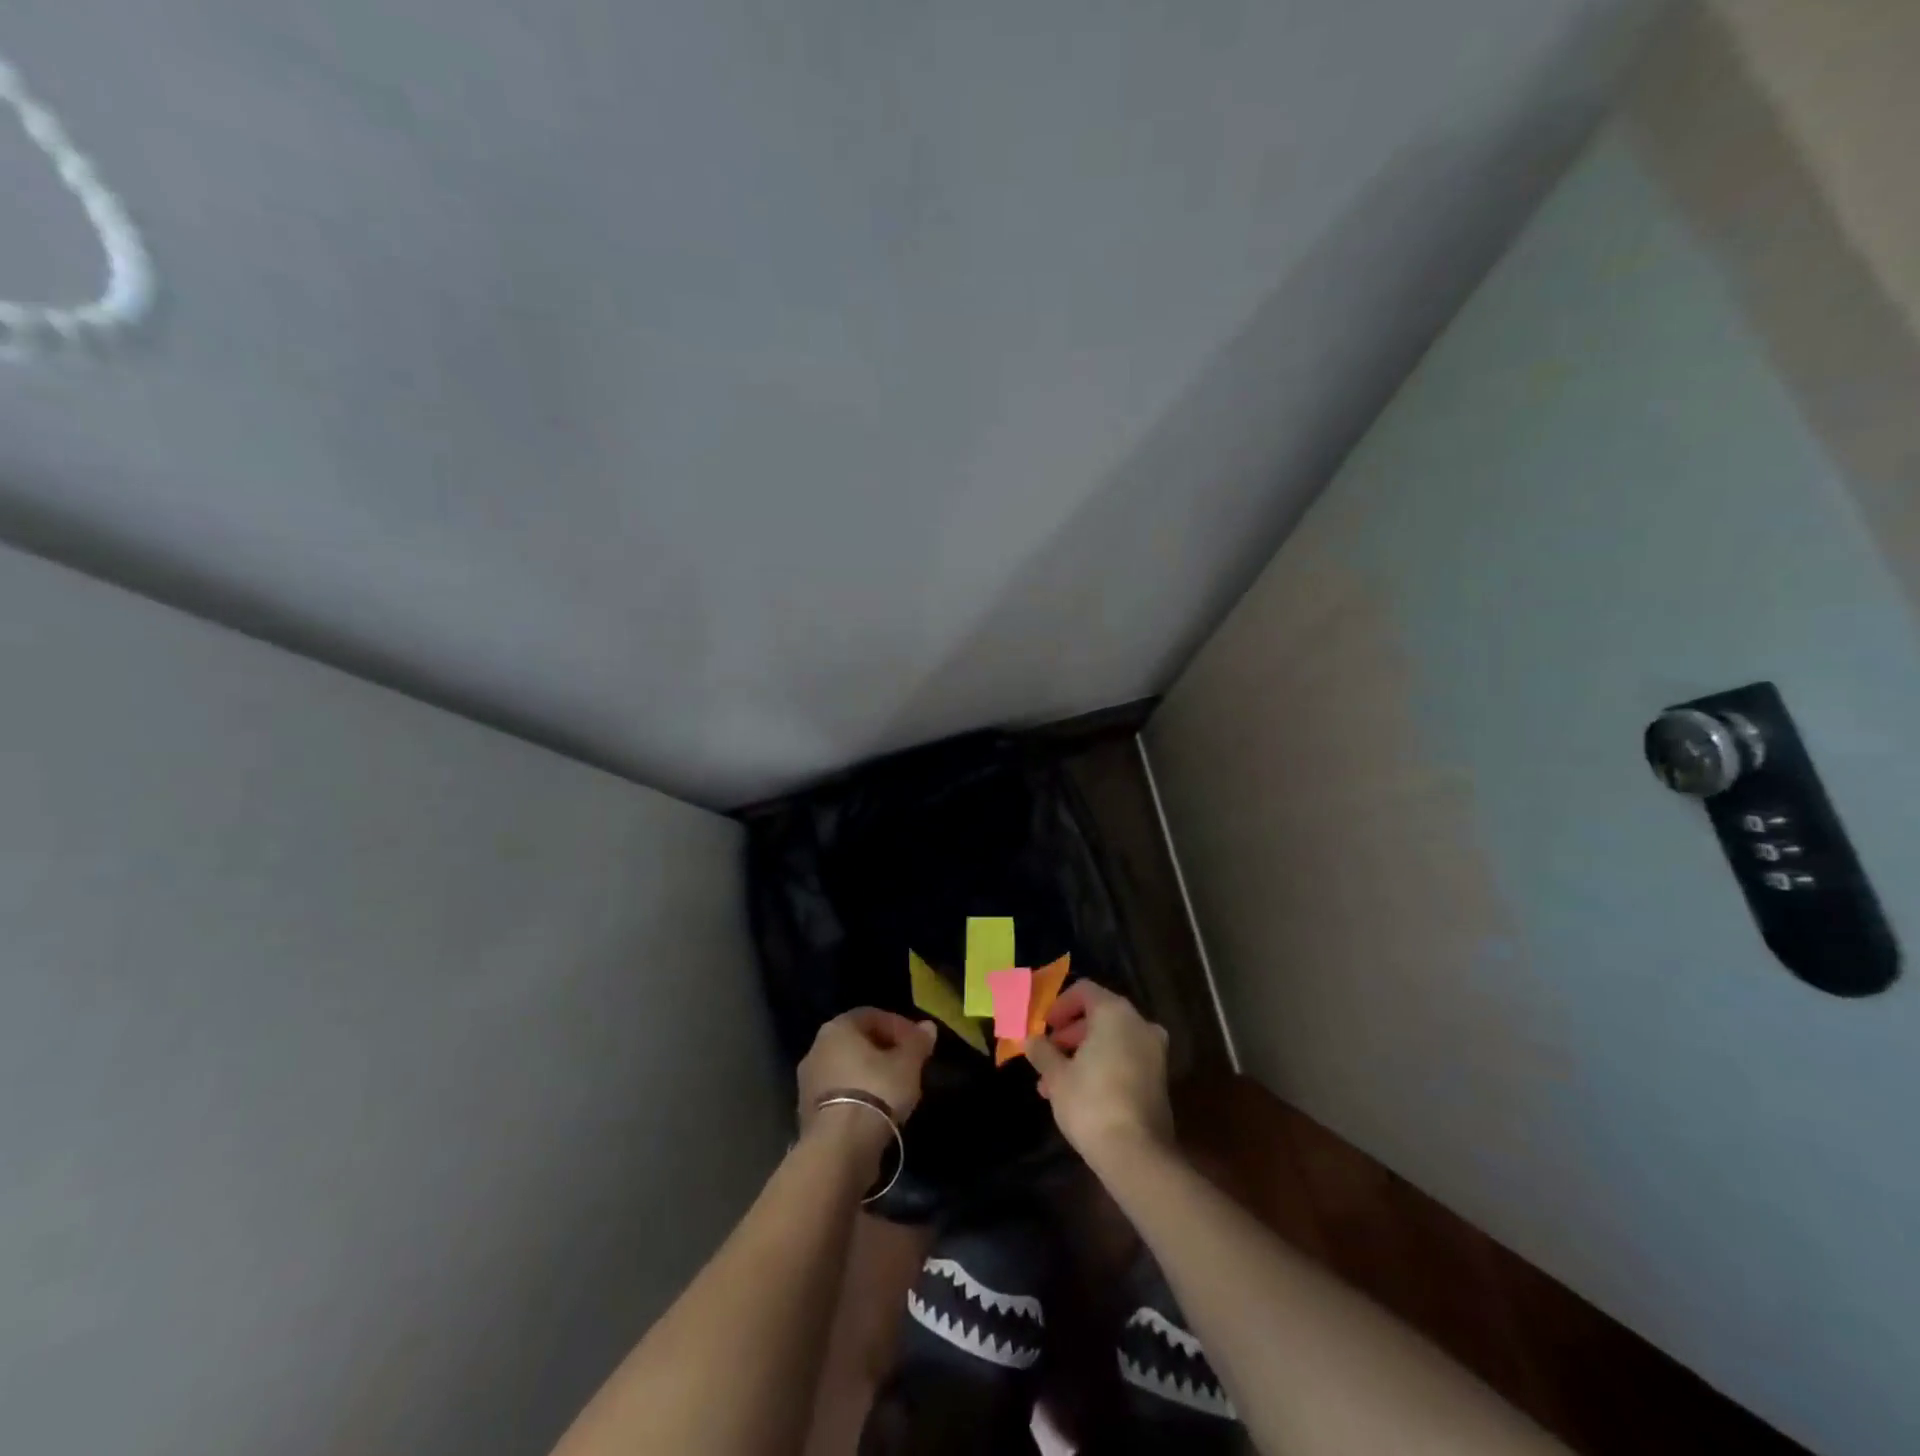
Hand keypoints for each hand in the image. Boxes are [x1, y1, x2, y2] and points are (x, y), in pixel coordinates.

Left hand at [797, 1008, 937, 1136]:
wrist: (839, 1147)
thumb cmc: (876, 1090)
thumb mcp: (908, 1064)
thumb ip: (917, 1042)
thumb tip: (927, 1027)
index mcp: (838, 1028)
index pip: (871, 1015)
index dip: (898, 1026)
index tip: (918, 1043)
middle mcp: (816, 1049)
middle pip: (857, 1042)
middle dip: (884, 1051)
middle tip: (908, 1066)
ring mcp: (808, 1083)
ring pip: (847, 1070)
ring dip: (870, 1075)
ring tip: (896, 1092)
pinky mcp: (808, 1113)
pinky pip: (840, 1095)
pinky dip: (858, 1097)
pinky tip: (878, 1113)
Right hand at [1026, 983, 1173, 1165]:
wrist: (1136, 1154)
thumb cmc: (1091, 1102)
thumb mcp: (1056, 1075)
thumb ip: (1042, 1051)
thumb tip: (1030, 1039)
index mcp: (1115, 1012)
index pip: (1083, 991)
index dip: (1058, 1005)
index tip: (1042, 1027)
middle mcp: (1139, 1024)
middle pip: (1098, 1015)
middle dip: (1068, 1034)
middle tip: (1046, 1055)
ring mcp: (1154, 1051)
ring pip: (1111, 1040)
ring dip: (1082, 1053)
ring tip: (1054, 1082)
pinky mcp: (1159, 1078)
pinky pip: (1125, 1058)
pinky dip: (1102, 1065)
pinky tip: (1079, 1093)